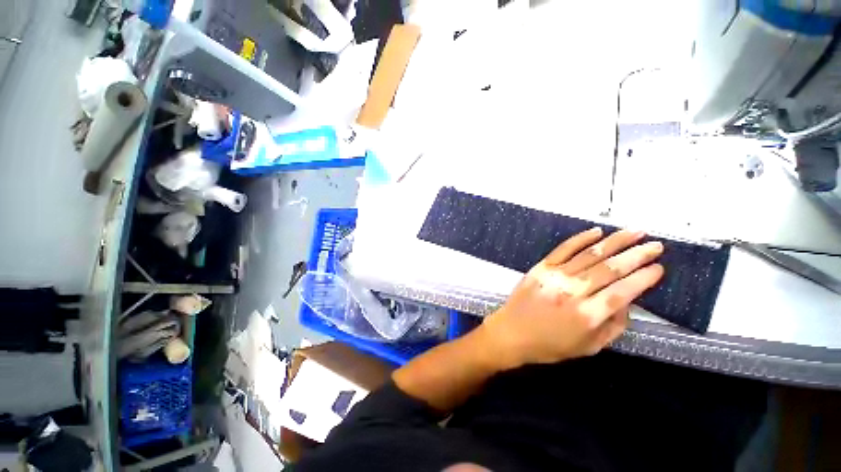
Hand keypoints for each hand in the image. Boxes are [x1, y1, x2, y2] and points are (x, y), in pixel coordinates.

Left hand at [478, 227, 663, 369]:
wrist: (512, 332)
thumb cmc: (550, 345)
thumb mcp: (588, 346)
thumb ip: (613, 325)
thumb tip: (627, 301)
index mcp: (587, 316)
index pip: (623, 291)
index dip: (644, 278)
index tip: (659, 268)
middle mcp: (573, 292)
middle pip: (610, 269)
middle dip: (637, 255)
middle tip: (656, 245)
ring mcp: (555, 276)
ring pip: (590, 254)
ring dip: (615, 241)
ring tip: (635, 232)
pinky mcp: (541, 267)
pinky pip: (563, 249)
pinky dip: (581, 239)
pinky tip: (597, 232)